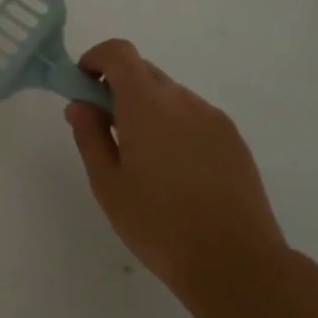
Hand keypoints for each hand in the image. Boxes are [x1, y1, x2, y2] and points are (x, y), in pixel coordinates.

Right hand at [65, 40, 289, 305]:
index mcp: (148, 105)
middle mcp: (184, 101)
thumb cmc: (158, 224)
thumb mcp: (107, 183)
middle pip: (144, 71)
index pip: (119, 52)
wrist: (237, 264)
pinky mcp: (233, 140)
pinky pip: (193, 116)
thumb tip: (81, 104)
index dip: (96, 59)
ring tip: (141, 158)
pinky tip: (173, 171)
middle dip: (117, 87)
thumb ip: (89, 135)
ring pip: (170, 95)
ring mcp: (214, 119)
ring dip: (146, 108)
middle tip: (104, 129)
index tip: (82, 87)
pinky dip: (172, 125)